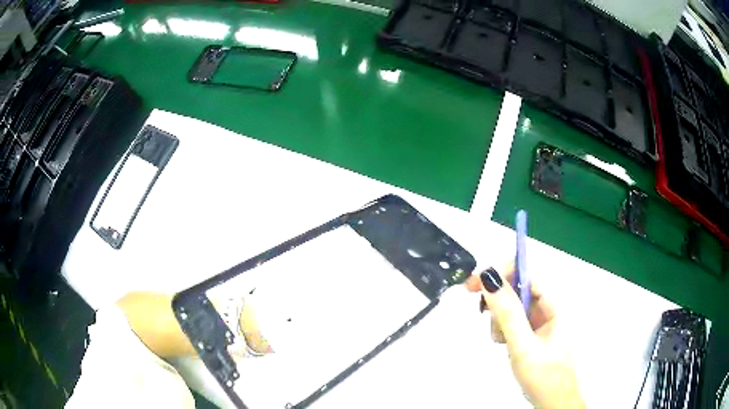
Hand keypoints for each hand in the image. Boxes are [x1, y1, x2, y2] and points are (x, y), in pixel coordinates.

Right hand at [465, 266, 584, 408]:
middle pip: (519, 289)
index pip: (527, 274)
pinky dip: (505, 329)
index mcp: (554, 305)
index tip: (476, 283)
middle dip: (499, 300)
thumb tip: (490, 278)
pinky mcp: (536, 333)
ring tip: (499, 339)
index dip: (502, 273)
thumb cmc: (543, 375)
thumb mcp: (523, 345)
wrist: (553, 402)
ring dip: (501, 318)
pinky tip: (504, 343)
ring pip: (515, 307)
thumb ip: (507, 313)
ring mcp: (543, 322)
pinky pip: (517, 322)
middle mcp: (550, 308)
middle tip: (481, 311)